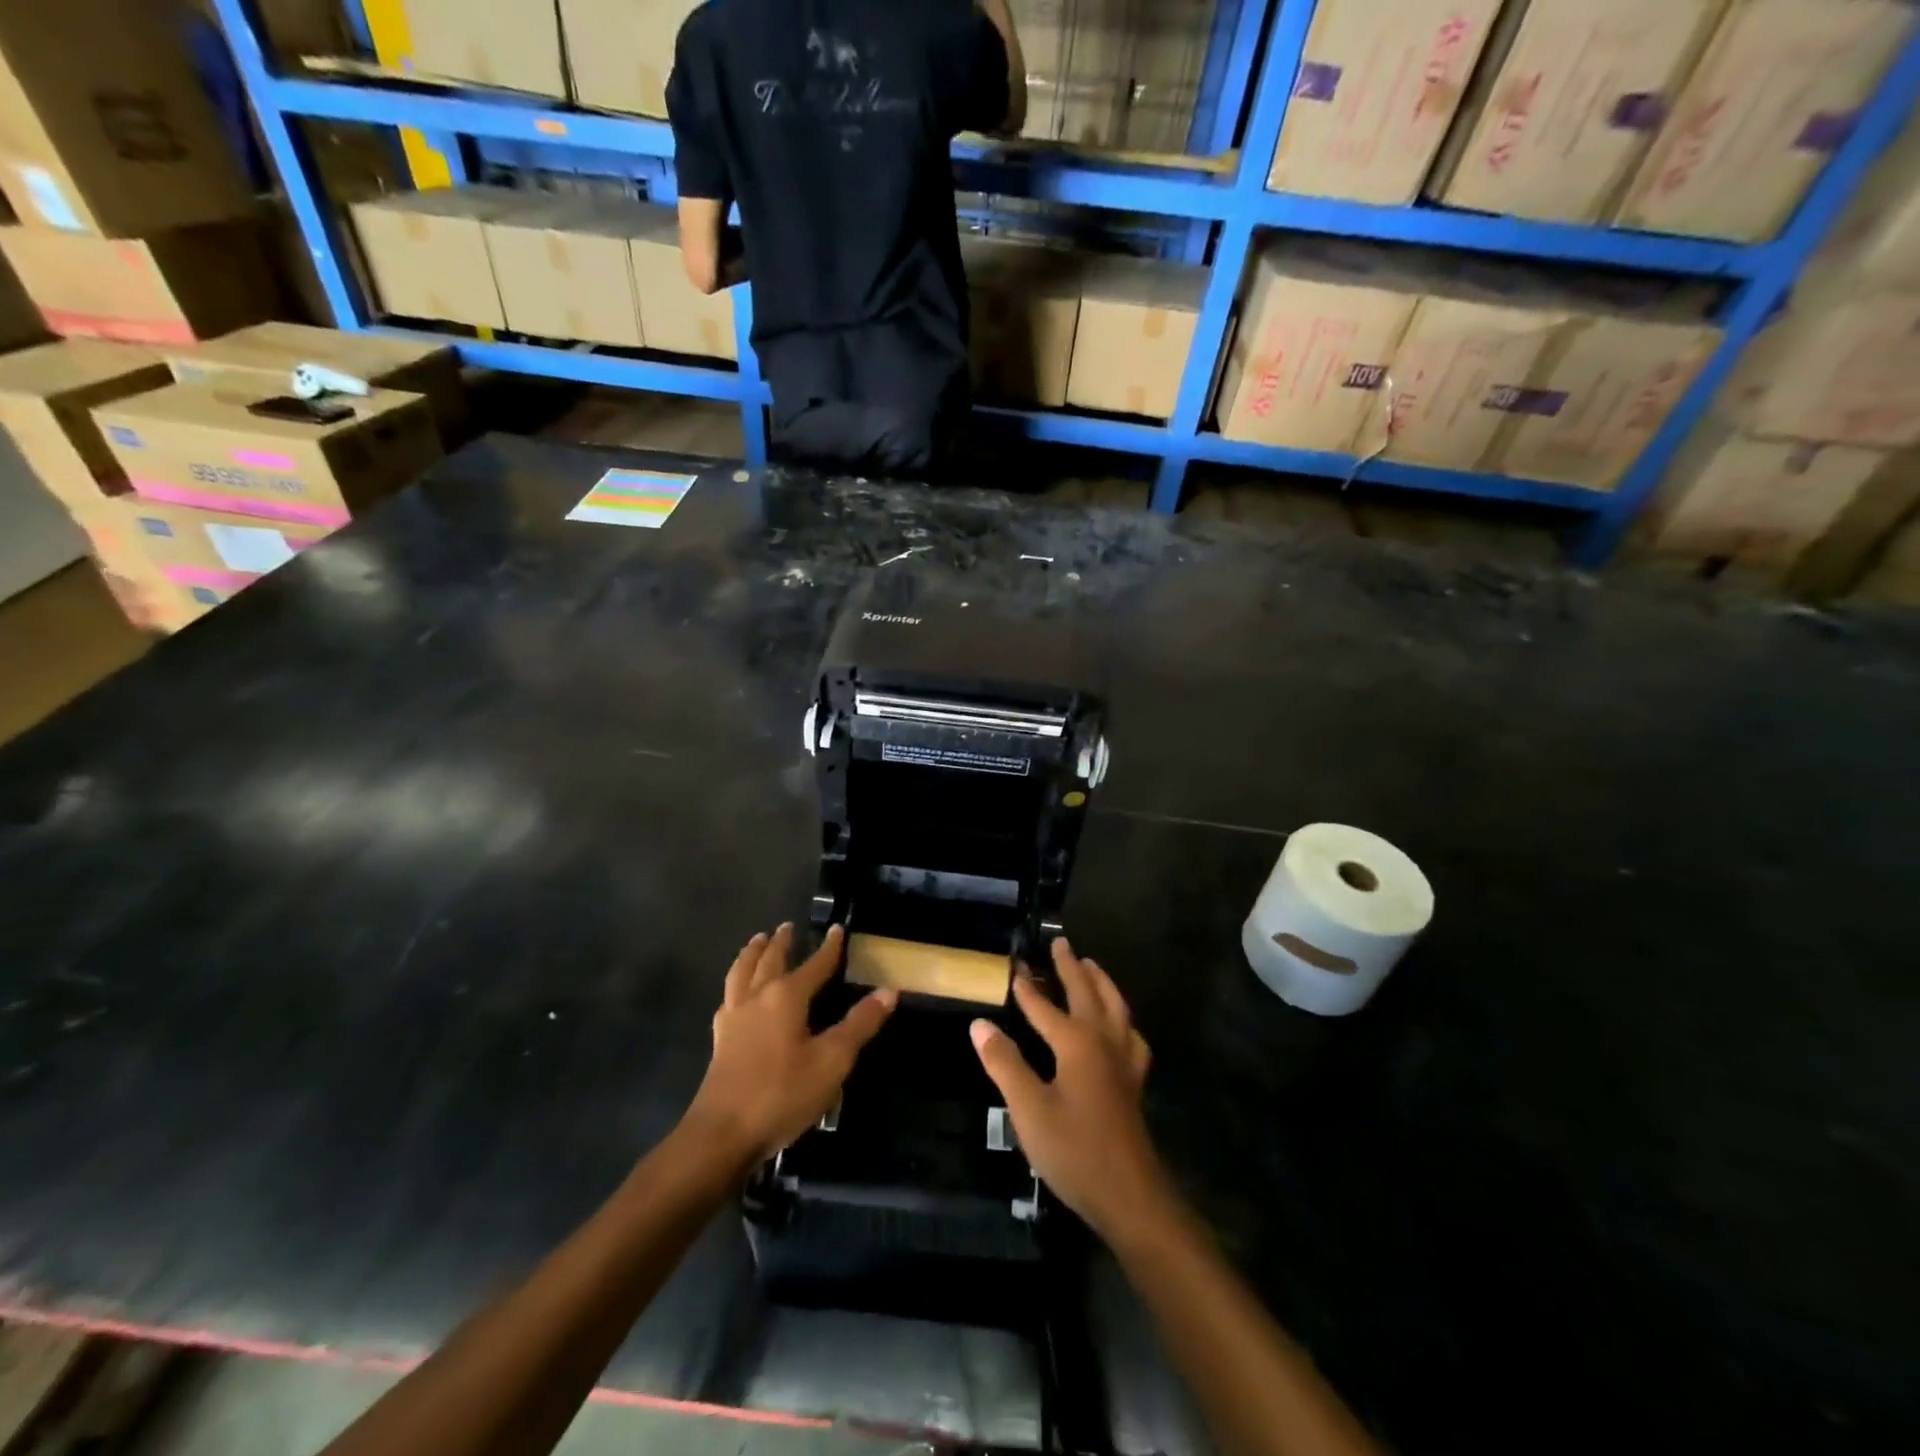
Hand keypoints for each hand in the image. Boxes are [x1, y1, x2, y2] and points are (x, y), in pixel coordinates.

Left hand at [685, 924, 895, 1165]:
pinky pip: (728, 996)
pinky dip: (736, 982)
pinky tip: (736, 994)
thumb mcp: (832, 1061)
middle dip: (781, 942)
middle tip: (787, 926)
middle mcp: (757, 997)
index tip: (837, 930)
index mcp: (786, 996)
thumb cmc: (782, 1093)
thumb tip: (888, 991)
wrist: (722, 1133)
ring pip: (742, 972)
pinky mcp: (720, 1039)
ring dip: (751, 954)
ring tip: (757, 941)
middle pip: (769, 960)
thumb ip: (860, 1024)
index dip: (829, 948)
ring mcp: (734, 1017)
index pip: (814, 965)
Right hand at [970, 939, 1172, 1246]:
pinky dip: (1122, 1018)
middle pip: (1087, 993)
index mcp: (1076, 1043)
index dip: (1026, 988)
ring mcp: (1124, 1060)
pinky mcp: (1134, 1081)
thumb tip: (979, 1024)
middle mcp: (1104, 1041)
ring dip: (1101, 982)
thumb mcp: (1028, 1109)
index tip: (1013, 966)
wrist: (1129, 1195)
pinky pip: (1130, 1034)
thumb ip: (1004, 1063)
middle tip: (1060, 943)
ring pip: (1115, 1007)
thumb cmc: (1074, 1150)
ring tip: (1091, 966)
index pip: (1044, 1006)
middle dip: (1071, 968)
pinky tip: (1120, 1025)